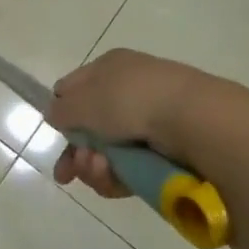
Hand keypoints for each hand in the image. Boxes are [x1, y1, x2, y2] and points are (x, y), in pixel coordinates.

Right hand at [49, 48, 214, 198]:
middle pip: (90, 127)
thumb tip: (55, 114)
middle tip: (70, 171)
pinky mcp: (165, 153)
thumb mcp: (83, 100)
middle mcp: (128, 91)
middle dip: (77, 151)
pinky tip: (115, 180)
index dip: (62, 112)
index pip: (75, 87)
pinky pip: (131, 169)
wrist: (193, 120)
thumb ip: (62, 109)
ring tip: (100, 171)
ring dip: (95, 167)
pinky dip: (118, 177)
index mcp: (110, 67)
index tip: (56, 134)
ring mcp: (149, 122)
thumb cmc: (131, 100)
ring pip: (108, 152)